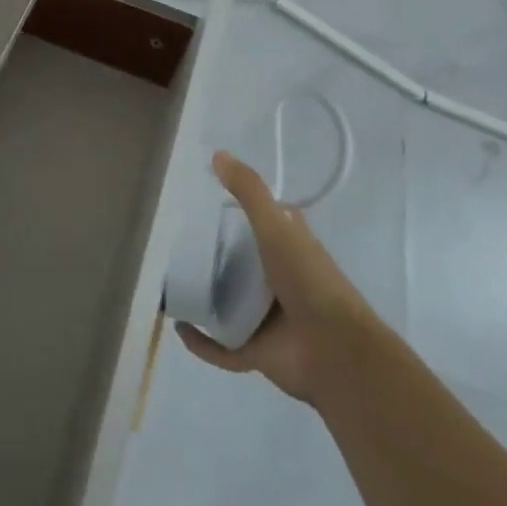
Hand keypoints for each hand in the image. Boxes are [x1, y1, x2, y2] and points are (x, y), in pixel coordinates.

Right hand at [176, 150, 383, 406]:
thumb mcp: (277, 226)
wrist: (336, 352)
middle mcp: (278, 281)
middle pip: (241, 264)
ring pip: (228, 304)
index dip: (245, 211)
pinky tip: (180, 328)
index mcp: (290, 250)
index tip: (212, 198)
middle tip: (179, 241)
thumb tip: (217, 154)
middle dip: (215, 256)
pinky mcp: (256, 351)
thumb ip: (249, 191)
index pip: (268, 223)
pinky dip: (201, 341)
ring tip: (170, 281)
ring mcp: (267, 318)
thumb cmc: (309, 281)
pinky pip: (221, 346)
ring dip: (204, 296)